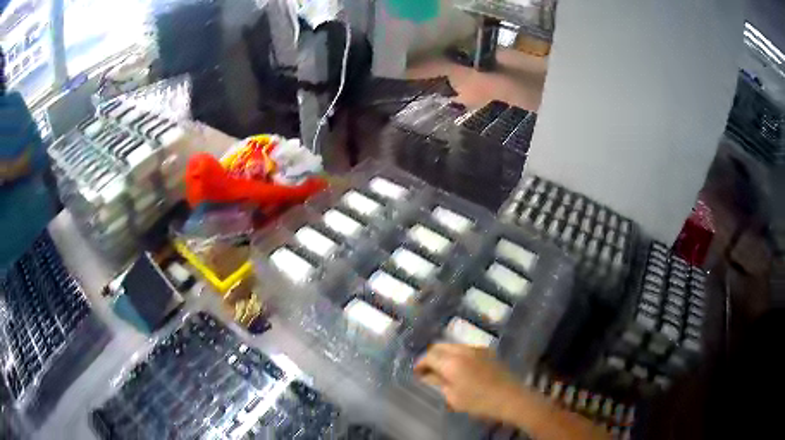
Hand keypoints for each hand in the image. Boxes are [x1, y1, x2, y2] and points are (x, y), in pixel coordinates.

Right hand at [414, 343, 525, 420]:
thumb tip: (427, 375)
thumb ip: (437, 383)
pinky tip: (460, 368)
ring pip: (453, 346)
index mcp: (452, 362)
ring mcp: (477, 349)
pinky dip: (457, 355)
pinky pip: (466, 348)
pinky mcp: (488, 351)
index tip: (416, 373)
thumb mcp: (453, 397)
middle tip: (427, 370)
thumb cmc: (479, 402)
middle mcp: (463, 350)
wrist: (511, 398)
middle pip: (439, 346)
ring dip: (444, 354)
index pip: (428, 356)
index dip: (419, 364)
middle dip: (431, 356)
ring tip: (443, 369)